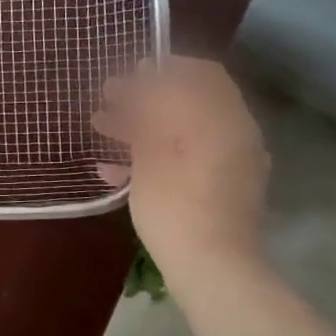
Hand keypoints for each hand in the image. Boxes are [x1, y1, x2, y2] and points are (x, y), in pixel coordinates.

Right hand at [93, 57, 269, 280]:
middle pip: (188, 101)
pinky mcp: (221, 187)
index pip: (199, 73)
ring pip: (183, 130)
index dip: (160, 68)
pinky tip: (114, 170)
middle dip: (144, 99)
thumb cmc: (176, 203)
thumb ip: (147, 109)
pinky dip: (155, 154)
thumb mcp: (152, 150)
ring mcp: (231, 162)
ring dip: (142, 127)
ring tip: (101, 130)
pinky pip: (187, 157)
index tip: (124, 74)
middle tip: (106, 103)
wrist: (212, 267)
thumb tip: (140, 77)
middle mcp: (235, 133)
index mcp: (223, 118)